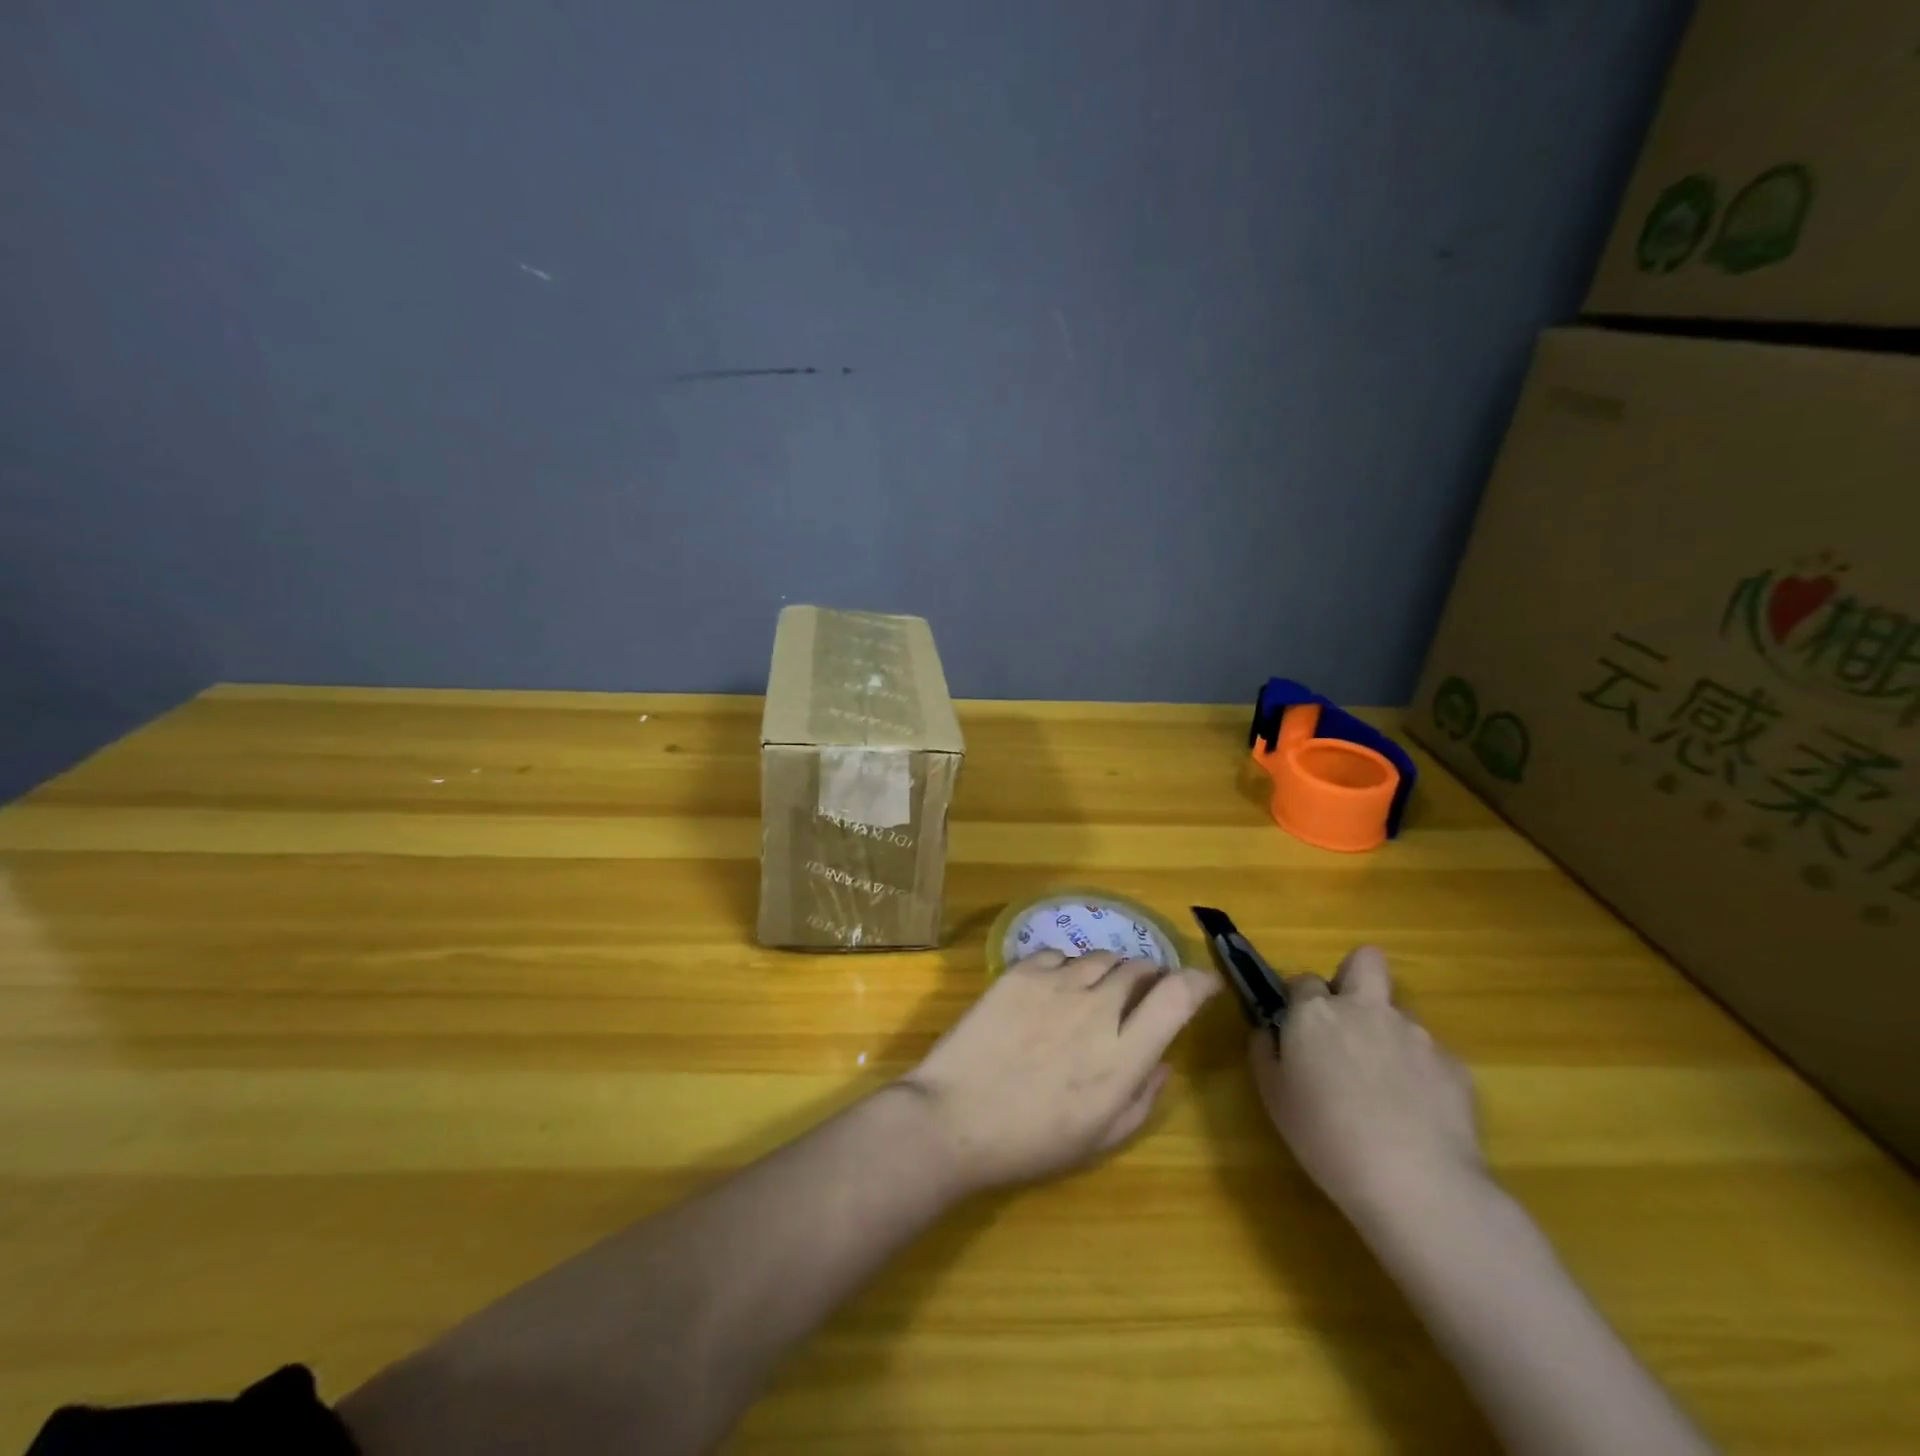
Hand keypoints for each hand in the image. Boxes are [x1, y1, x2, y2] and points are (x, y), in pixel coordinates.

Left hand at [899, 950, 1219, 1195]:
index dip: (1198, 982)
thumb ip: (1142, 1098)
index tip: (1205, 983)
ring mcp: (1056, 984)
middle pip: (1138, 968)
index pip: (1176, 997)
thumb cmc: (1030, 1142)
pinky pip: (1059, 954)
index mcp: (1123, 1055)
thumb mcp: (1100, 1140)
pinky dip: (1069, 967)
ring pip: (1100, 957)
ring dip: (1111, 970)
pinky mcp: (1020, 972)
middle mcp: (1097, 1009)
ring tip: (1100, 989)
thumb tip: (1162, 1061)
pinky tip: (1057, 987)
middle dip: (1151, 975)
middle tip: (1145, 991)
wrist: (955, 1118)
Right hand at [1249, 946, 1483, 1225]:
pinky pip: (1429, 1057)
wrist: (1416, 1184)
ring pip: (1397, 1015)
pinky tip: (1416, 1114)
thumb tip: (1270, 1032)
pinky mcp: (1454, 1066)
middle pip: (1365, 961)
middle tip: (1346, 1021)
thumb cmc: (1326, 1137)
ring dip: (1386, 1036)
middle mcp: (1365, 1009)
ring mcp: (1415, 1034)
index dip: (1298, 1001)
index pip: (1302, 980)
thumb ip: (1265, 1052)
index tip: (1297, 1029)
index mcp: (1316, 1012)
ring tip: (1384, 1088)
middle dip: (1354, 977)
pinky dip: (1420, 1075)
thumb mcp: (1273, 1096)